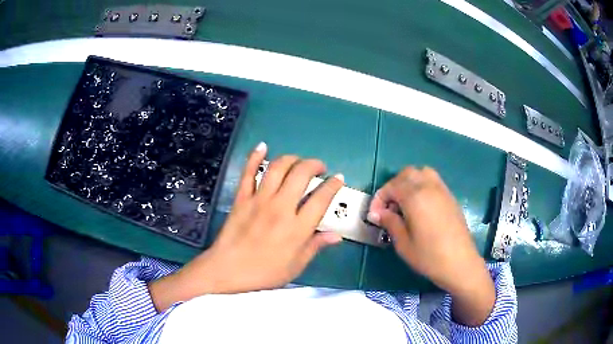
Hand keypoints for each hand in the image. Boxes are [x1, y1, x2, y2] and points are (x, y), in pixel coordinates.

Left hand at [150, 143, 344, 310]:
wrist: (227, 270)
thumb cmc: (264, 272)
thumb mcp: (295, 266)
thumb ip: (316, 246)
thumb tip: (337, 235)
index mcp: (297, 228)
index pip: (321, 199)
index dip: (333, 185)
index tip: (338, 179)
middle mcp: (280, 208)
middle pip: (301, 175)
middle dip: (314, 165)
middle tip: (320, 167)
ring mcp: (259, 200)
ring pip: (277, 168)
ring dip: (292, 159)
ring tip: (299, 161)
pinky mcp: (241, 198)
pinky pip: (248, 173)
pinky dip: (255, 157)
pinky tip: (262, 146)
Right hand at [367, 167, 494, 325]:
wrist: (460, 263)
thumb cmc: (429, 257)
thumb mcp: (403, 244)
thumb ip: (390, 222)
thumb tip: (378, 213)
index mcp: (415, 197)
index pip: (391, 186)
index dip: (379, 198)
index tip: (374, 216)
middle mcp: (429, 187)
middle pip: (406, 174)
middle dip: (393, 186)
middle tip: (389, 207)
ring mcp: (442, 190)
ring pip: (422, 173)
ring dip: (409, 182)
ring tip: (405, 203)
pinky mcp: (450, 197)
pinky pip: (433, 181)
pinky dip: (422, 185)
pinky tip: (420, 206)